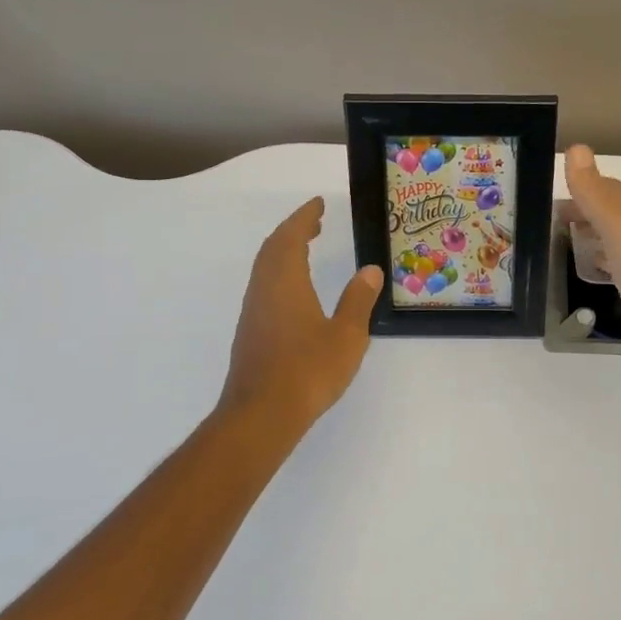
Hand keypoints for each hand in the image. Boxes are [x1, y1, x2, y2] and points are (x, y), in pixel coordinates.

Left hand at [220, 198, 382, 431]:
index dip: (304, 217)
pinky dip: (279, 273)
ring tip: (306, 248)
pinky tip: (295, 291)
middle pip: (273, 249)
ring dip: (284, 251)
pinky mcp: (250, 333)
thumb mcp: (346, 335)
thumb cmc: (307, 371)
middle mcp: (264, 290)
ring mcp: (253, 312)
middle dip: (292, 230)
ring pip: (265, 269)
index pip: (290, 237)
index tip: (318, 204)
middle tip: (314, 222)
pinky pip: (264, 287)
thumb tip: (369, 270)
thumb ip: (357, 300)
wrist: (260, 415)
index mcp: (285, 282)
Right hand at [563, 145, 620, 387]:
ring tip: (567, 241)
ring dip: (594, 234)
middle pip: (614, 211)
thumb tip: (577, 148)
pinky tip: (597, 271)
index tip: (549, 198)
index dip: (581, 188)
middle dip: (585, 210)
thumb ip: (597, 192)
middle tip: (551, 221)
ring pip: (619, 237)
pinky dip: (605, 260)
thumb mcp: (620, 229)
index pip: (608, 188)